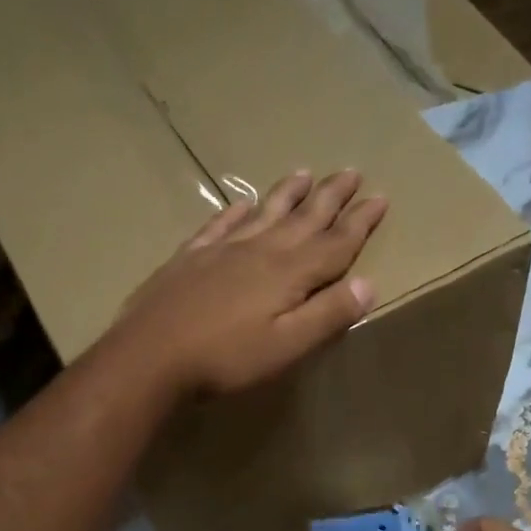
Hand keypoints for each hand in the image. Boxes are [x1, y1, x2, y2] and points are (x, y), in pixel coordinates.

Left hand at [109, 169, 385, 397]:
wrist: (150, 356)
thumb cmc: (226, 358)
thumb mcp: (288, 346)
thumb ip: (329, 314)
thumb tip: (369, 283)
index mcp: (289, 273)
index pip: (335, 242)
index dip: (360, 221)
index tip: (380, 197)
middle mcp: (260, 250)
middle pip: (304, 218)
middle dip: (331, 196)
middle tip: (352, 172)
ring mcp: (223, 250)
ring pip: (265, 213)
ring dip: (288, 194)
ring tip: (305, 173)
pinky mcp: (191, 258)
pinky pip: (221, 225)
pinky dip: (237, 212)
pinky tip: (243, 204)